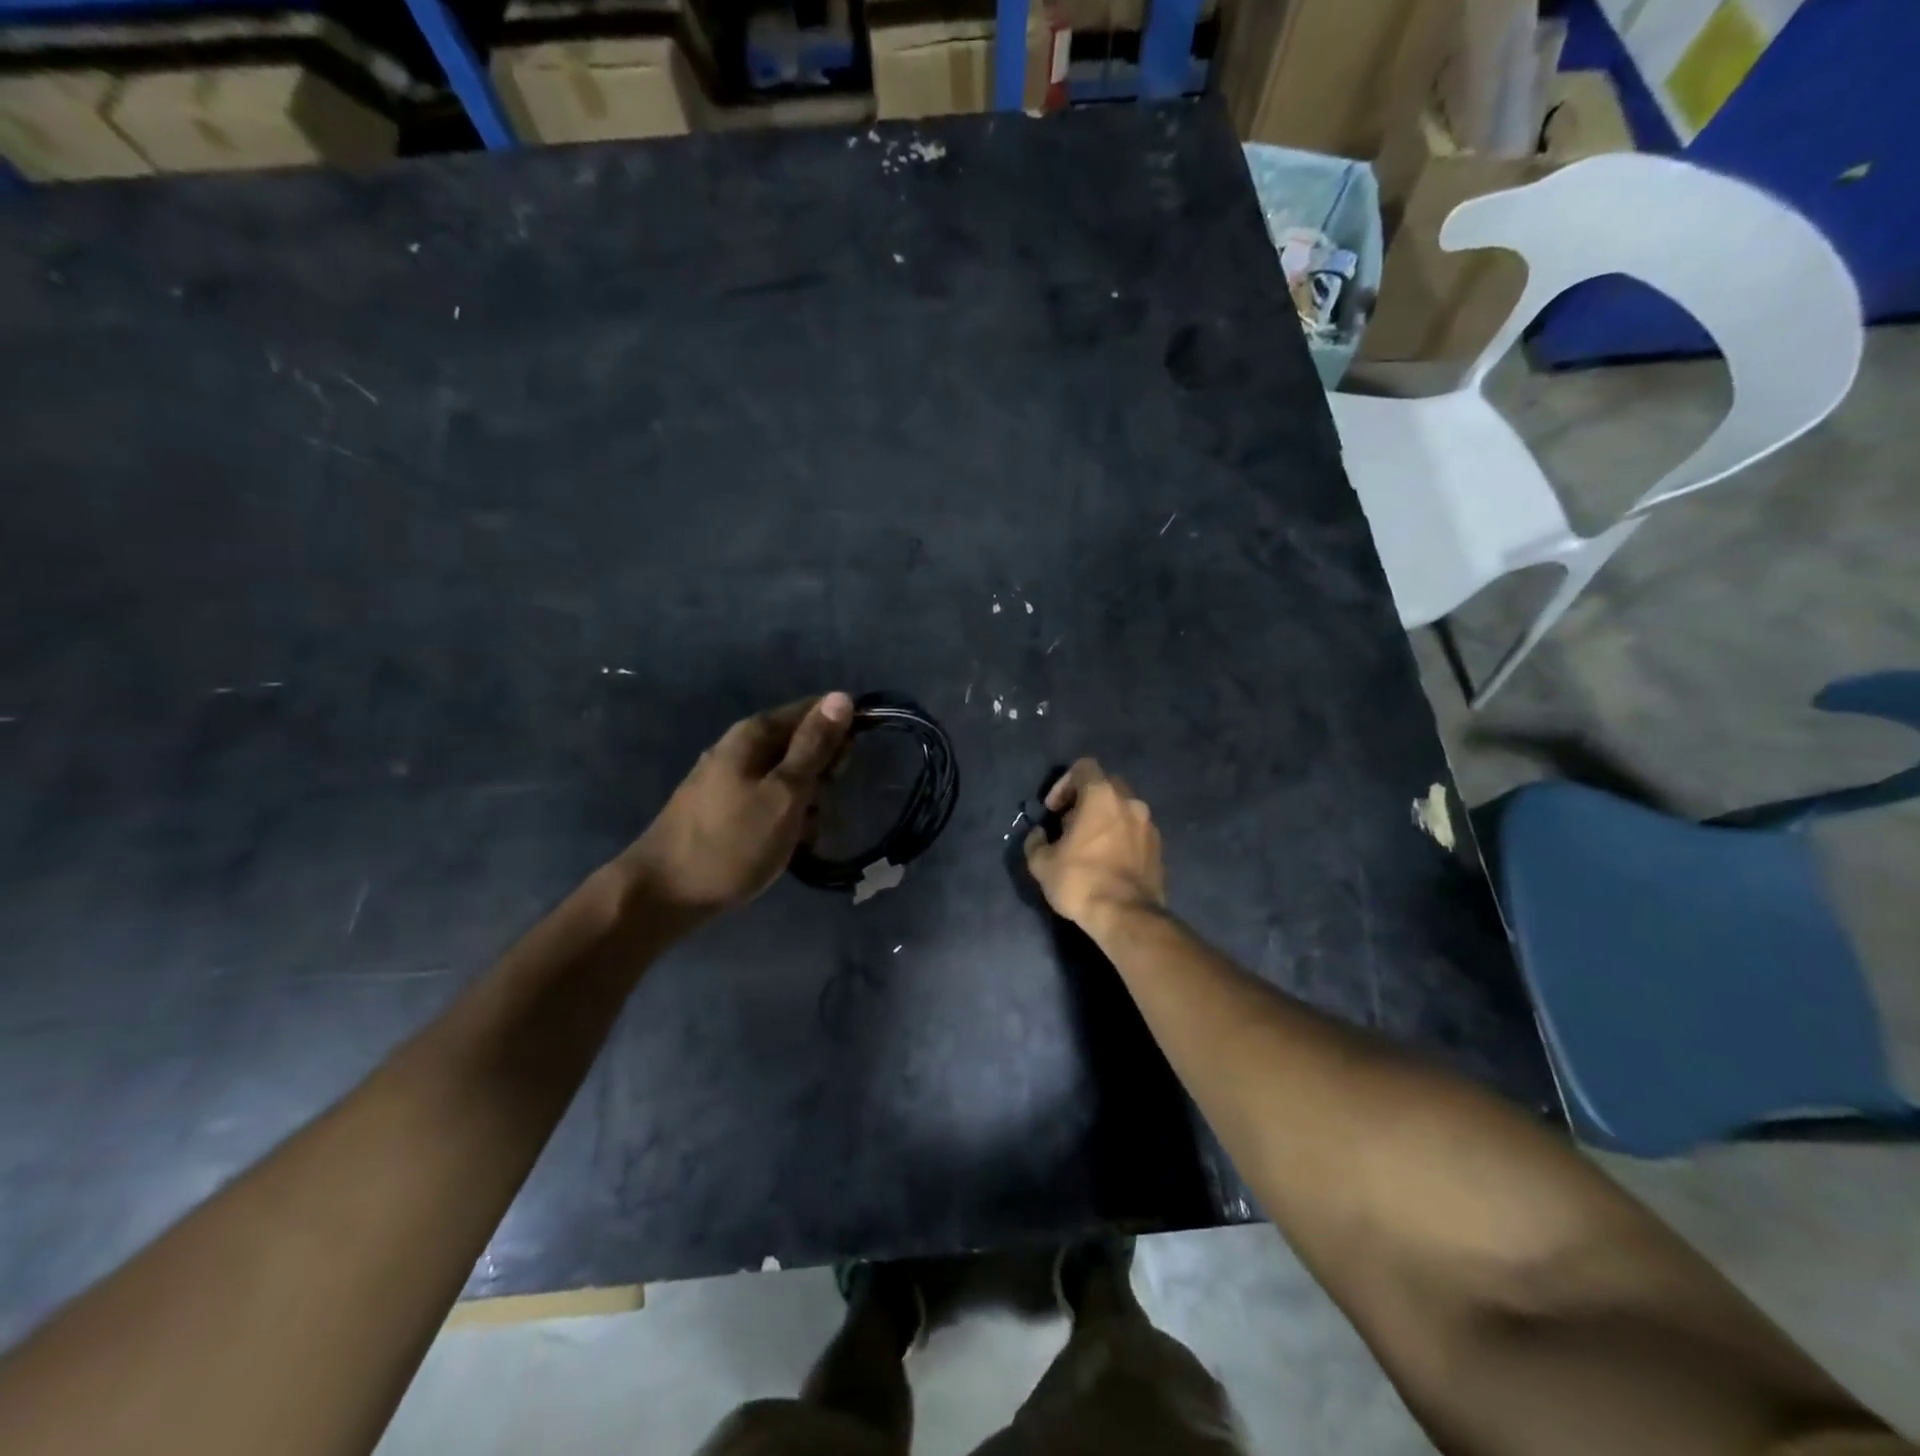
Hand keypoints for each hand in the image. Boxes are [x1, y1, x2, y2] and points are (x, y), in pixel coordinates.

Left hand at [623, 693, 853, 919]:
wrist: (662, 896)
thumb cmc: (731, 843)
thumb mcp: (784, 793)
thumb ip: (814, 747)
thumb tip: (842, 697)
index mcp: (754, 734)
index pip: (813, 711)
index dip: (839, 733)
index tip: (845, 768)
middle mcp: (740, 747)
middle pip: (801, 744)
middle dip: (822, 775)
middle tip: (817, 806)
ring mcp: (729, 779)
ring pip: (788, 778)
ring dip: (805, 803)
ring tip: (801, 835)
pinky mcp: (724, 809)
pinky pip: (769, 801)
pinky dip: (784, 819)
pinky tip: (785, 845)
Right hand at [1023, 758, 1165, 931]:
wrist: (1127, 916)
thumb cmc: (1080, 881)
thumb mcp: (1042, 863)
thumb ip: (1035, 841)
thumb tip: (1039, 834)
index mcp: (1101, 796)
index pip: (1084, 767)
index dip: (1064, 784)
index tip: (1054, 811)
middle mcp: (1130, 802)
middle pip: (1106, 784)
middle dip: (1085, 799)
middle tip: (1069, 825)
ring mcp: (1149, 824)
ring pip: (1123, 808)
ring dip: (1105, 818)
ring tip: (1090, 845)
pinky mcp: (1159, 847)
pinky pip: (1135, 830)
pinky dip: (1121, 836)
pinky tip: (1109, 860)